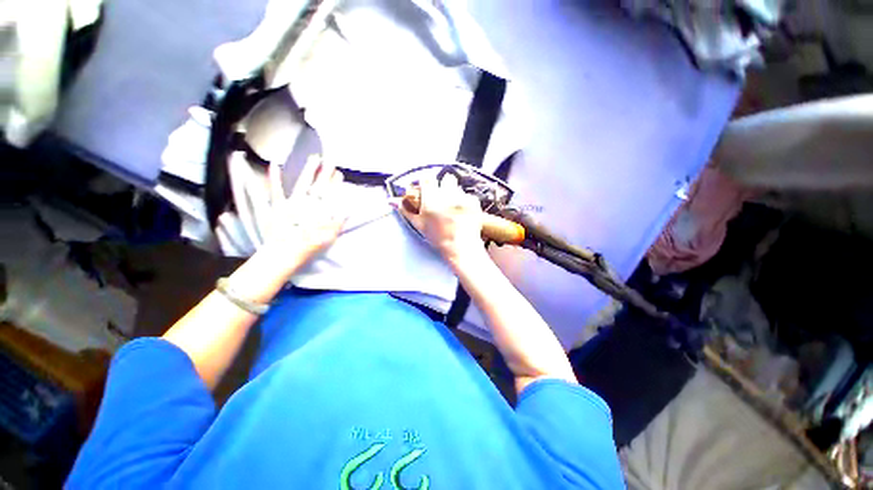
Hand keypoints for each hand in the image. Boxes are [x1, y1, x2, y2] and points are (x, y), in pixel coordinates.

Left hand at [264, 156, 347, 271]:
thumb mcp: (329, 236)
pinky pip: (276, 191)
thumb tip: (348, 210)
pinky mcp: (278, 207)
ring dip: (309, 171)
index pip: (331, 194)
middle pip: (319, 186)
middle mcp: (308, 204)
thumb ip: (338, 222)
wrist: (286, 252)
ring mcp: (292, 203)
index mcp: (321, 211)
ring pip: (303, 184)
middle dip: (325, 174)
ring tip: (314, 158)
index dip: (335, 183)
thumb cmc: (309, 246)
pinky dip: (274, 179)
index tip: (339, 173)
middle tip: (330, 162)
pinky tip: (274, 165)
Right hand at [393, 173, 486, 267]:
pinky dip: (466, 202)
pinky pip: (468, 196)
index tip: (429, 188)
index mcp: (431, 199)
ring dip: (455, 194)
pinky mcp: (474, 202)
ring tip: (454, 208)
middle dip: (444, 186)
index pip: (427, 178)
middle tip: (443, 198)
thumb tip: (391, 201)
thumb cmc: (438, 237)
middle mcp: (447, 195)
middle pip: (446, 178)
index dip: (428, 183)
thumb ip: (406, 210)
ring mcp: (462, 197)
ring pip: (458, 187)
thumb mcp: (419, 224)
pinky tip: (463, 213)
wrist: (460, 247)